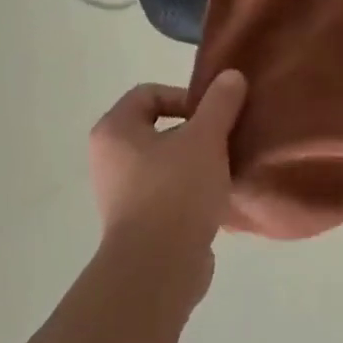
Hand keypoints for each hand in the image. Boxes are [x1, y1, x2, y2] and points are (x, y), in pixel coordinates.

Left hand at [88, 72, 248, 259]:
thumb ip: (220, 104)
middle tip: (225, 140)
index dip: (185, 96)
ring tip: (226, 169)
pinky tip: (218, 199)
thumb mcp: (205, 139)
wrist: (158, 266)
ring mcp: (122, 193)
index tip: (214, 114)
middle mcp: (110, 159)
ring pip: (166, 163)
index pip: (148, 93)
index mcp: (115, 131)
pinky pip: (169, 193)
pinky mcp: (140, 222)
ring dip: (197, 162)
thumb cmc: (176, 191)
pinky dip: (192, 191)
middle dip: (196, 131)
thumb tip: (231, 76)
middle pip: (158, 128)